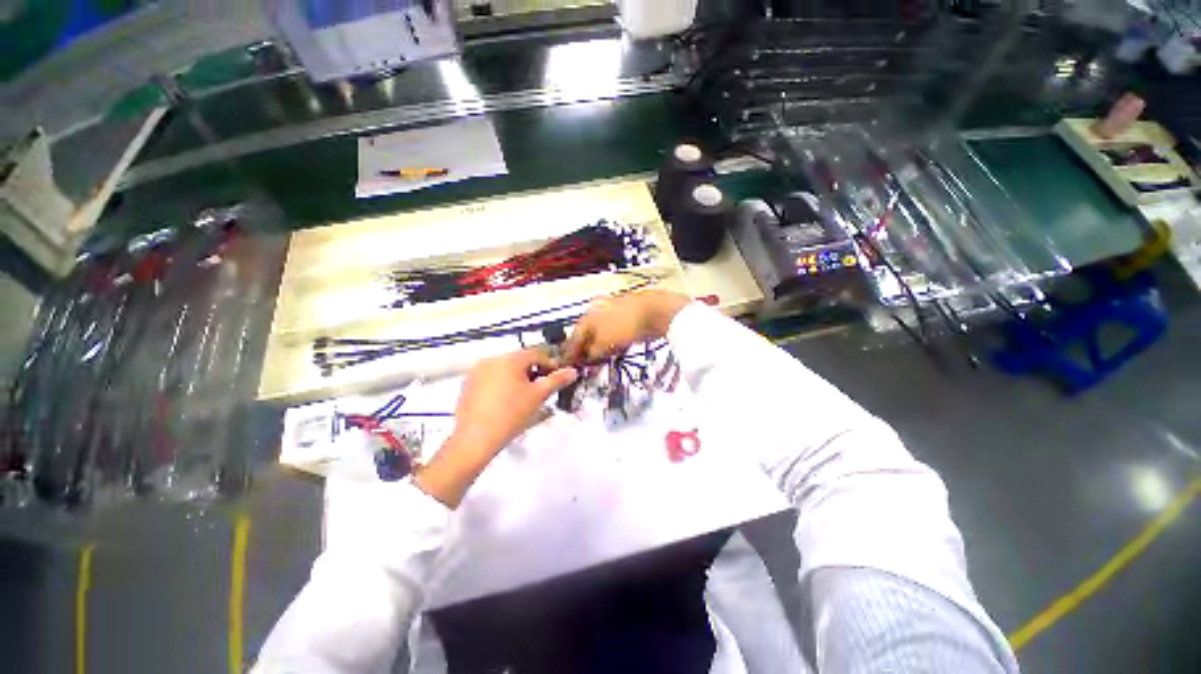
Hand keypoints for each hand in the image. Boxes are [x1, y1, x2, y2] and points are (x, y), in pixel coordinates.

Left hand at [414, 349, 577, 507]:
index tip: (557, 378)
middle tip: (542, 390)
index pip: (536, 354)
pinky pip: (491, 379)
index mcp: (509, 359)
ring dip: (518, 379)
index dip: (550, 364)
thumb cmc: (511, 414)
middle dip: (534, 373)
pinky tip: (506, 403)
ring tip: (525, 398)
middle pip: (520, 361)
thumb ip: (557, 380)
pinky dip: (502, 385)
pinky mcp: (468, 386)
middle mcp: (491, 360)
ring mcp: (477, 372)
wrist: (475, 439)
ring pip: (505, 370)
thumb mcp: (538, 396)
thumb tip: (572, 371)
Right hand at [565, 290, 690, 362]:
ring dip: (599, 346)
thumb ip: (592, 352)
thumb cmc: (626, 326)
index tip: (568, 364)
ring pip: (601, 332)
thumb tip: (587, 358)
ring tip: (599, 360)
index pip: (574, 336)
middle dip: (585, 349)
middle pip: (587, 333)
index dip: (571, 352)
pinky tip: (615, 350)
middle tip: (583, 364)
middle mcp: (598, 308)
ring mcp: (614, 309)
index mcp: (588, 313)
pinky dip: (612, 342)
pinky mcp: (628, 314)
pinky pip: (615, 331)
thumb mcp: (604, 343)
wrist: (656, 312)